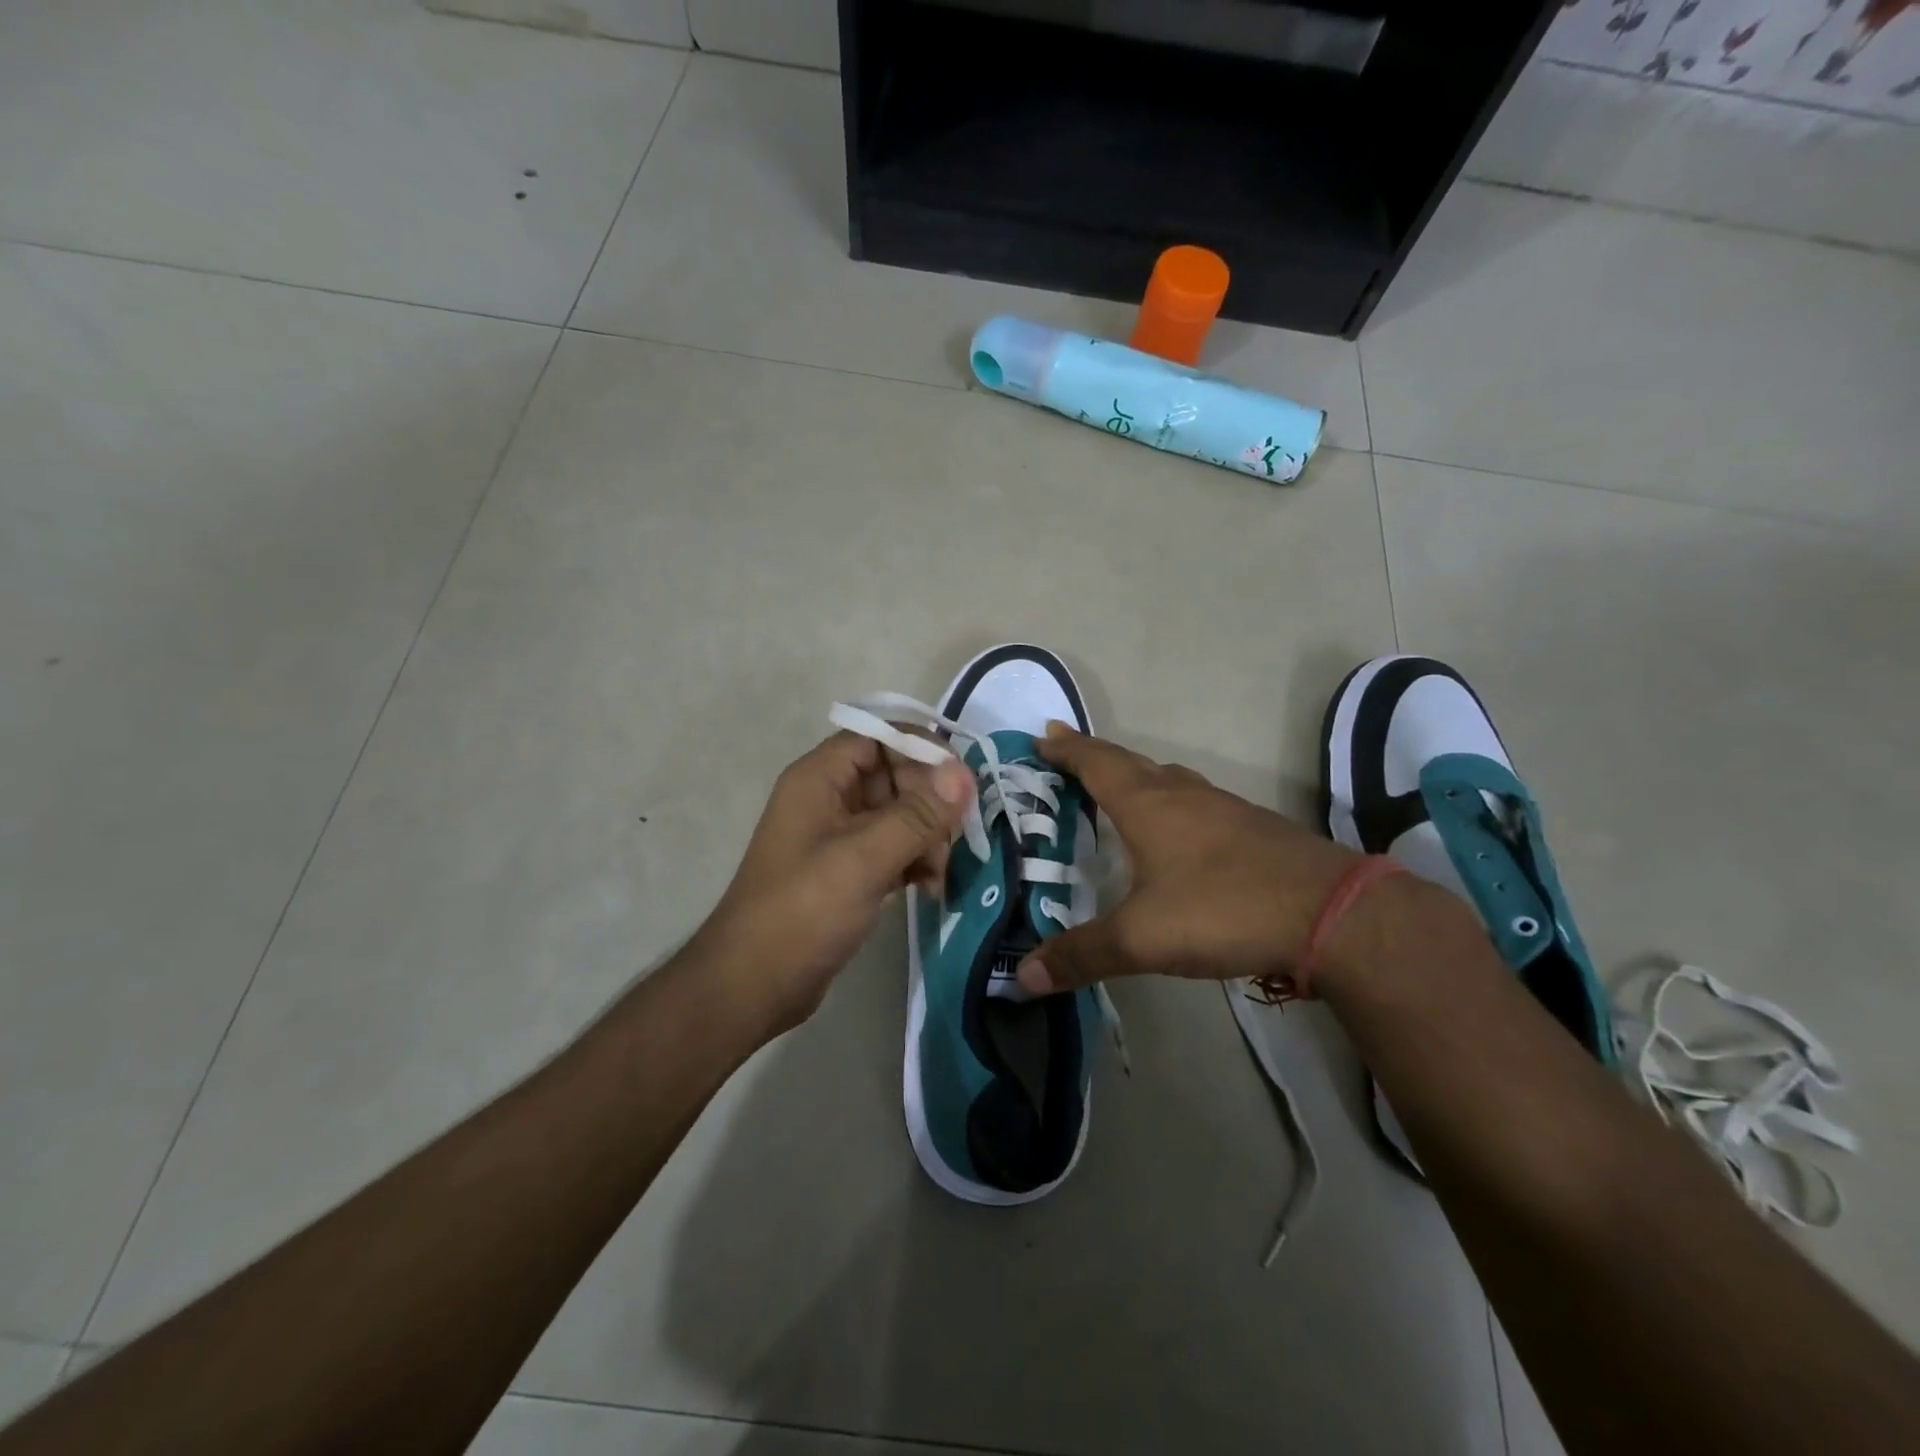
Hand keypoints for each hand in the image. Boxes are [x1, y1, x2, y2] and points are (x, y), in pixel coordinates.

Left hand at [695, 731, 973, 1034]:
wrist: (753, 985)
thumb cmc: (802, 911)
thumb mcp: (863, 859)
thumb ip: (917, 815)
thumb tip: (963, 773)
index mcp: (820, 778)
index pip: (879, 738)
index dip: (921, 749)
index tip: (961, 780)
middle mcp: (829, 798)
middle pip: (895, 776)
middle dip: (930, 803)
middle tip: (954, 837)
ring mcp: (839, 836)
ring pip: (900, 815)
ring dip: (928, 837)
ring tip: (939, 874)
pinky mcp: (849, 870)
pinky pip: (894, 848)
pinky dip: (916, 861)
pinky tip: (930, 889)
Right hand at [1015, 724, 1360, 995]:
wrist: (1331, 912)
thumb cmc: (1222, 909)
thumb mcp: (1142, 939)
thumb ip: (1082, 955)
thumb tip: (1022, 979)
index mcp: (1148, 805)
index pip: (1096, 764)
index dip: (1067, 750)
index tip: (1042, 735)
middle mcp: (1183, 794)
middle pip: (1129, 762)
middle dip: (1093, 755)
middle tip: (1064, 749)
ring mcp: (1223, 808)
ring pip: (1167, 778)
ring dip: (1135, 774)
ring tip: (1116, 785)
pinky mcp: (1253, 828)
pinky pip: (1195, 800)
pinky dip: (1170, 800)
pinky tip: (1177, 829)